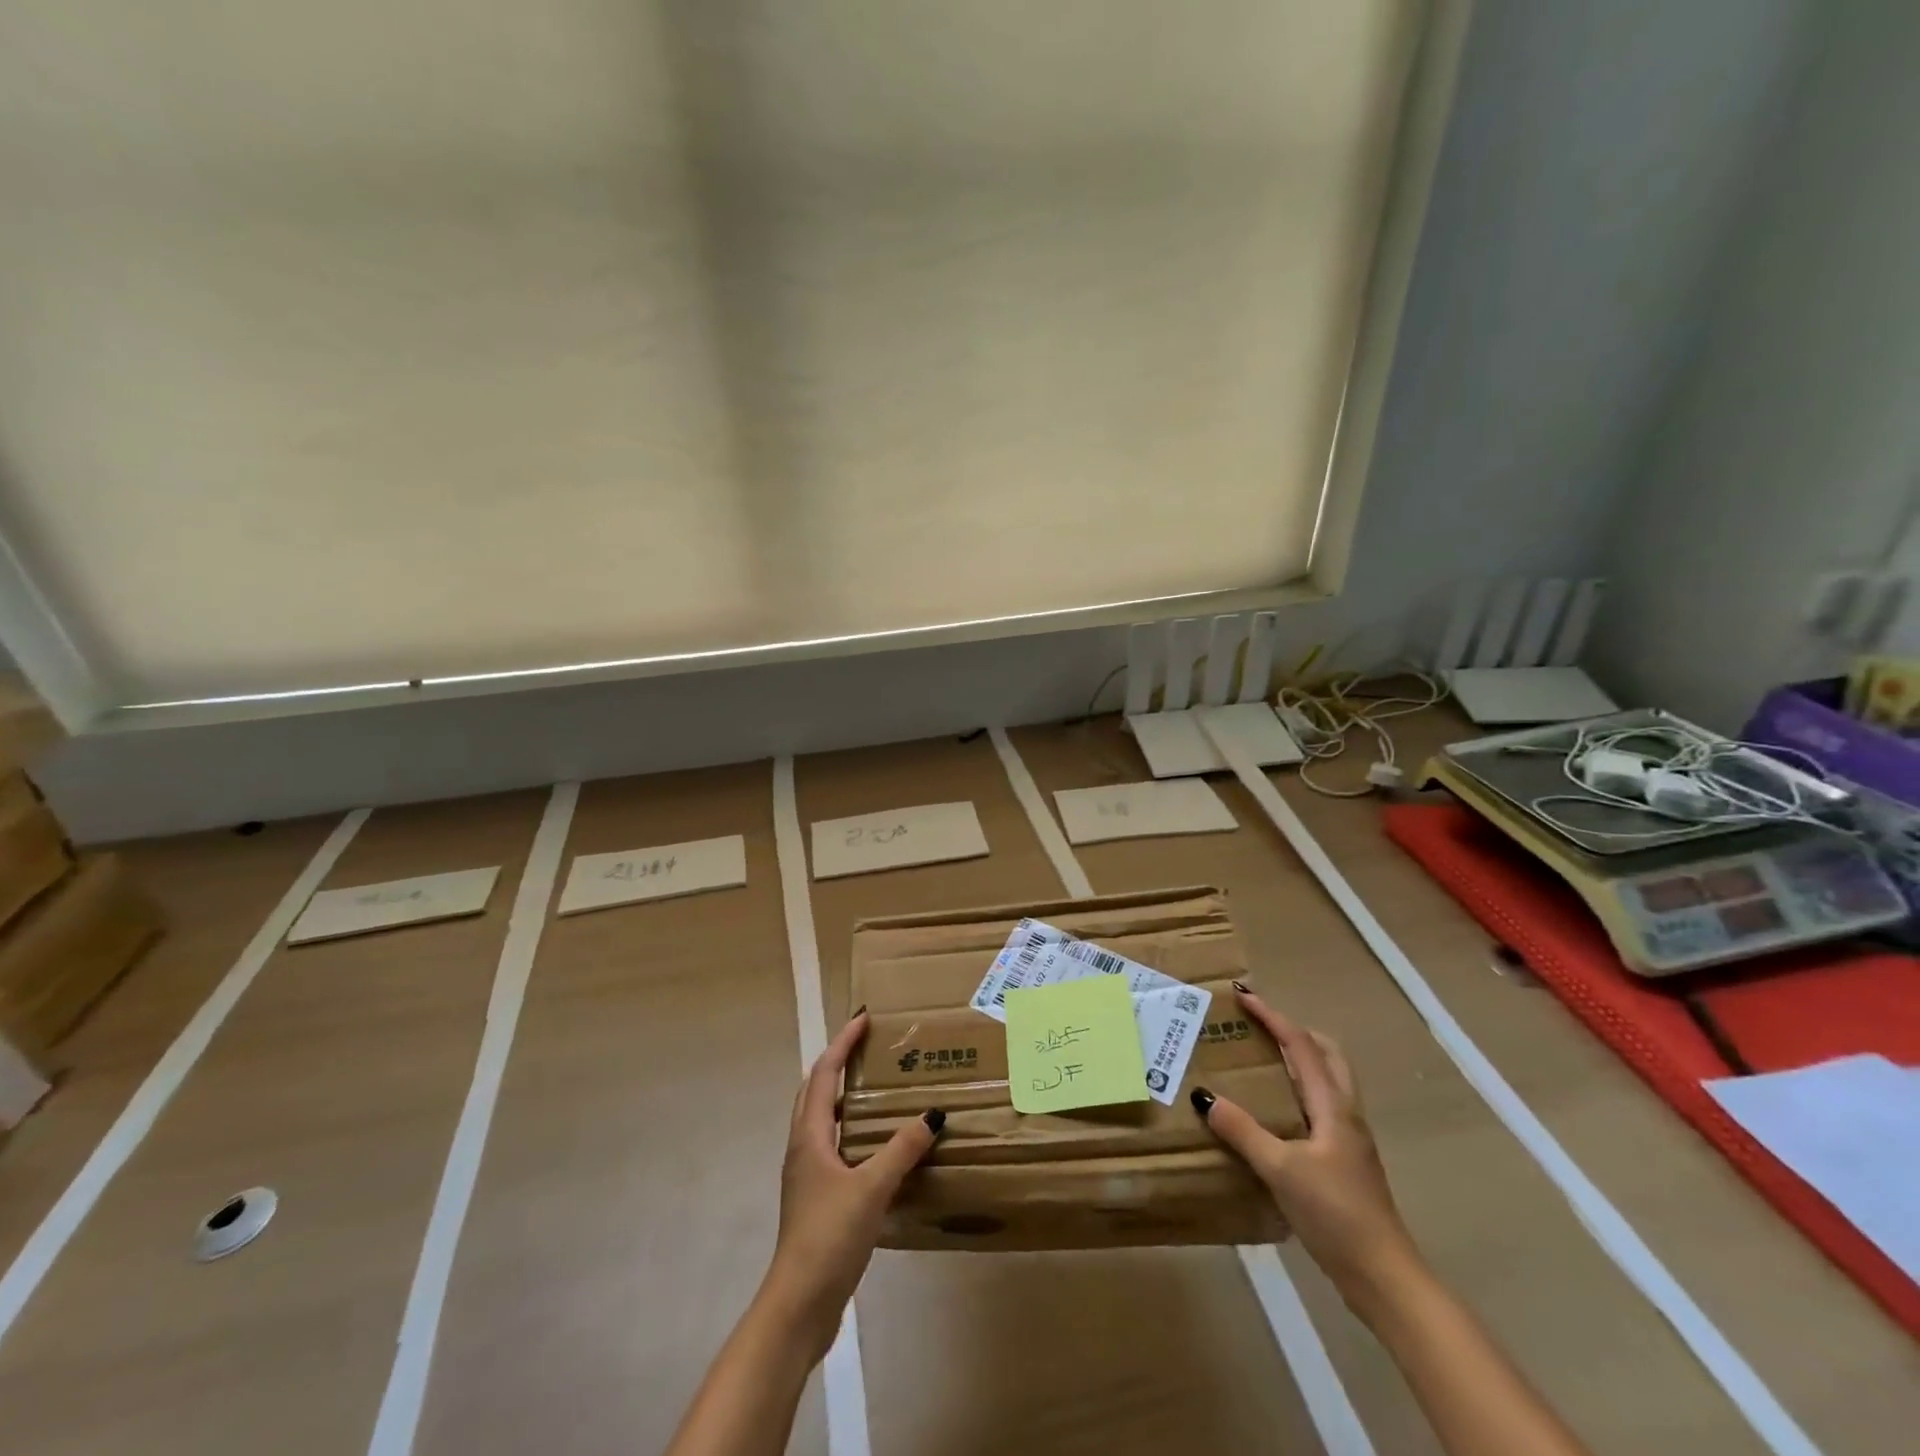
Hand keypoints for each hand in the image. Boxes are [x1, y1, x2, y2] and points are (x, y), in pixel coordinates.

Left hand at [759, 1010, 943, 1360]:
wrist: (799, 1304)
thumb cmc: (829, 1236)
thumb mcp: (872, 1187)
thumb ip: (902, 1149)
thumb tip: (933, 1113)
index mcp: (810, 1136)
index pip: (825, 1074)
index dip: (842, 1043)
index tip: (863, 1018)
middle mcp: (803, 1147)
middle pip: (815, 1091)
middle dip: (837, 1062)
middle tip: (866, 1047)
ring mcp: (806, 1174)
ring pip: (821, 1119)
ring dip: (841, 1096)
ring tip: (872, 1087)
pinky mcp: (815, 1198)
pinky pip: (832, 1145)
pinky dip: (849, 1129)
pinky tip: (874, 1145)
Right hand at [1191, 987, 1420, 1319]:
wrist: (1384, 1277)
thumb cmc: (1336, 1214)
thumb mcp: (1281, 1170)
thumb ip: (1243, 1132)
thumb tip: (1205, 1096)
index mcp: (1333, 1106)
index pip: (1301, 1044)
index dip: (1272, 1016)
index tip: (1243, 996)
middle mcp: (1345, 1113)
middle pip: (1326, 1054)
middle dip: (1294, 1031)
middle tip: (1258, 1026)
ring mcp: (1348, 1139)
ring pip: (1325, 1081)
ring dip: (1296, 1061)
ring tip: (1259, 1062)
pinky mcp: (1344, 1162)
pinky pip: (1318, 1108)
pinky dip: (1296, 1093)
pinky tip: (1272, 1115)